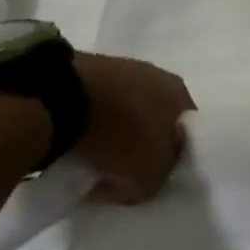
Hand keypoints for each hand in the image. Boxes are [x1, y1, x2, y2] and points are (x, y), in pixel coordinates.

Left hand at [72, 54, 195, 204]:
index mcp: (182, 95)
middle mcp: (159, 75)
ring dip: (112, 128)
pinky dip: (87, 118)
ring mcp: (121, 67)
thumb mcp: (146, 179)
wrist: (65, 99)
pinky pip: (94, 101)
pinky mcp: (86, 67)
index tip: (147, 177)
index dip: (168, 158)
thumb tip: (138, 182)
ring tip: (90, 153)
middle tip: (119, 166)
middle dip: (139, 140)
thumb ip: (153, 182)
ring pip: (123, 106)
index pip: (185, 132)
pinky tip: (73, 136)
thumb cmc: (121, 137)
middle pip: (154, 116)